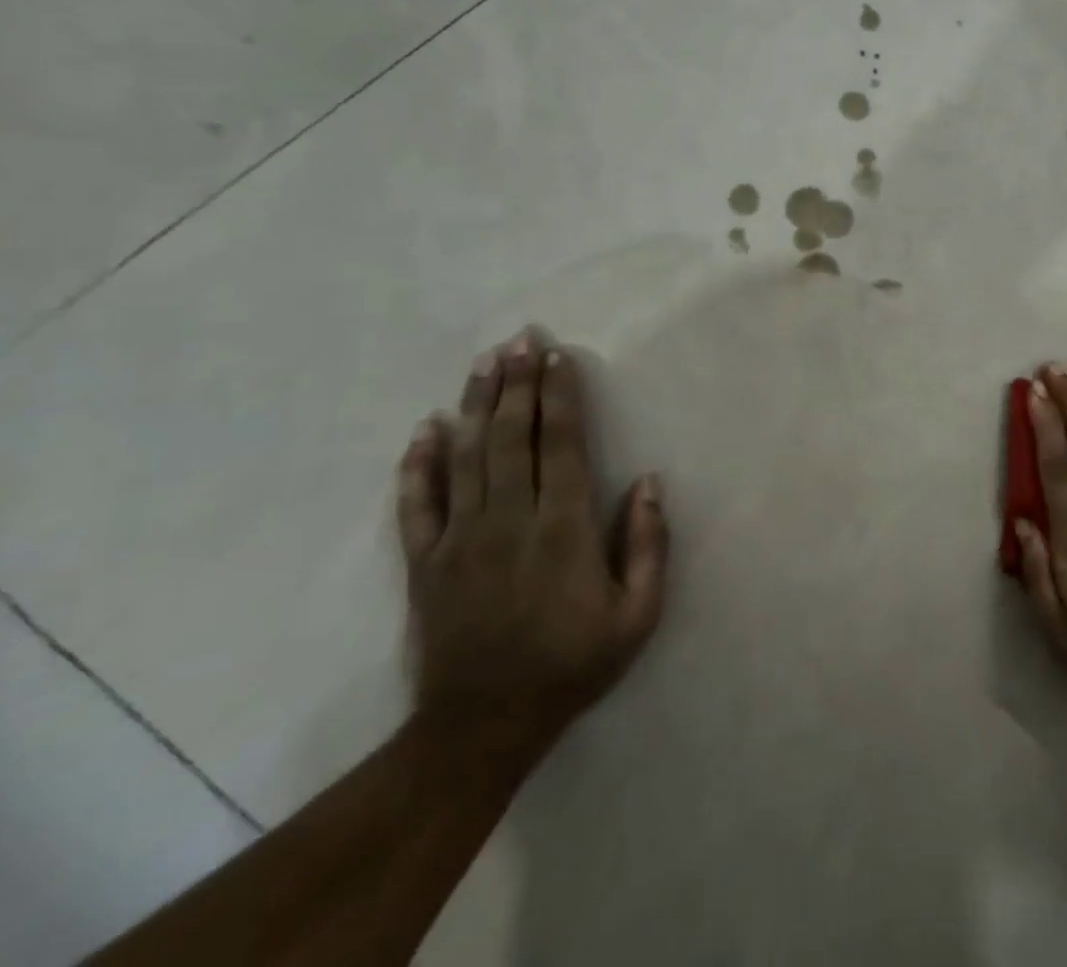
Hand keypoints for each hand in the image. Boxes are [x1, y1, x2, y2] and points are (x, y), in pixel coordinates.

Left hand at [396, 328, 667, 755]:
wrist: (482, 727)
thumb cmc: (572, 665)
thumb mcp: (638, 616)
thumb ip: (648, 546)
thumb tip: (649, 482)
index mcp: (562, 530)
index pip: (560, 445)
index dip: (559, 397)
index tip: (558, 357)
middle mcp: (509, 522)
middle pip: (511, 438)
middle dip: (517, 384)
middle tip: (519, 339)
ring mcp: (460, 541)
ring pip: (467, 458)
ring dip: (477, 406)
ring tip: (483, 362)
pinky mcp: (425, 564)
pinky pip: (417, 505)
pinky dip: (418, 465)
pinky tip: (424, 430)